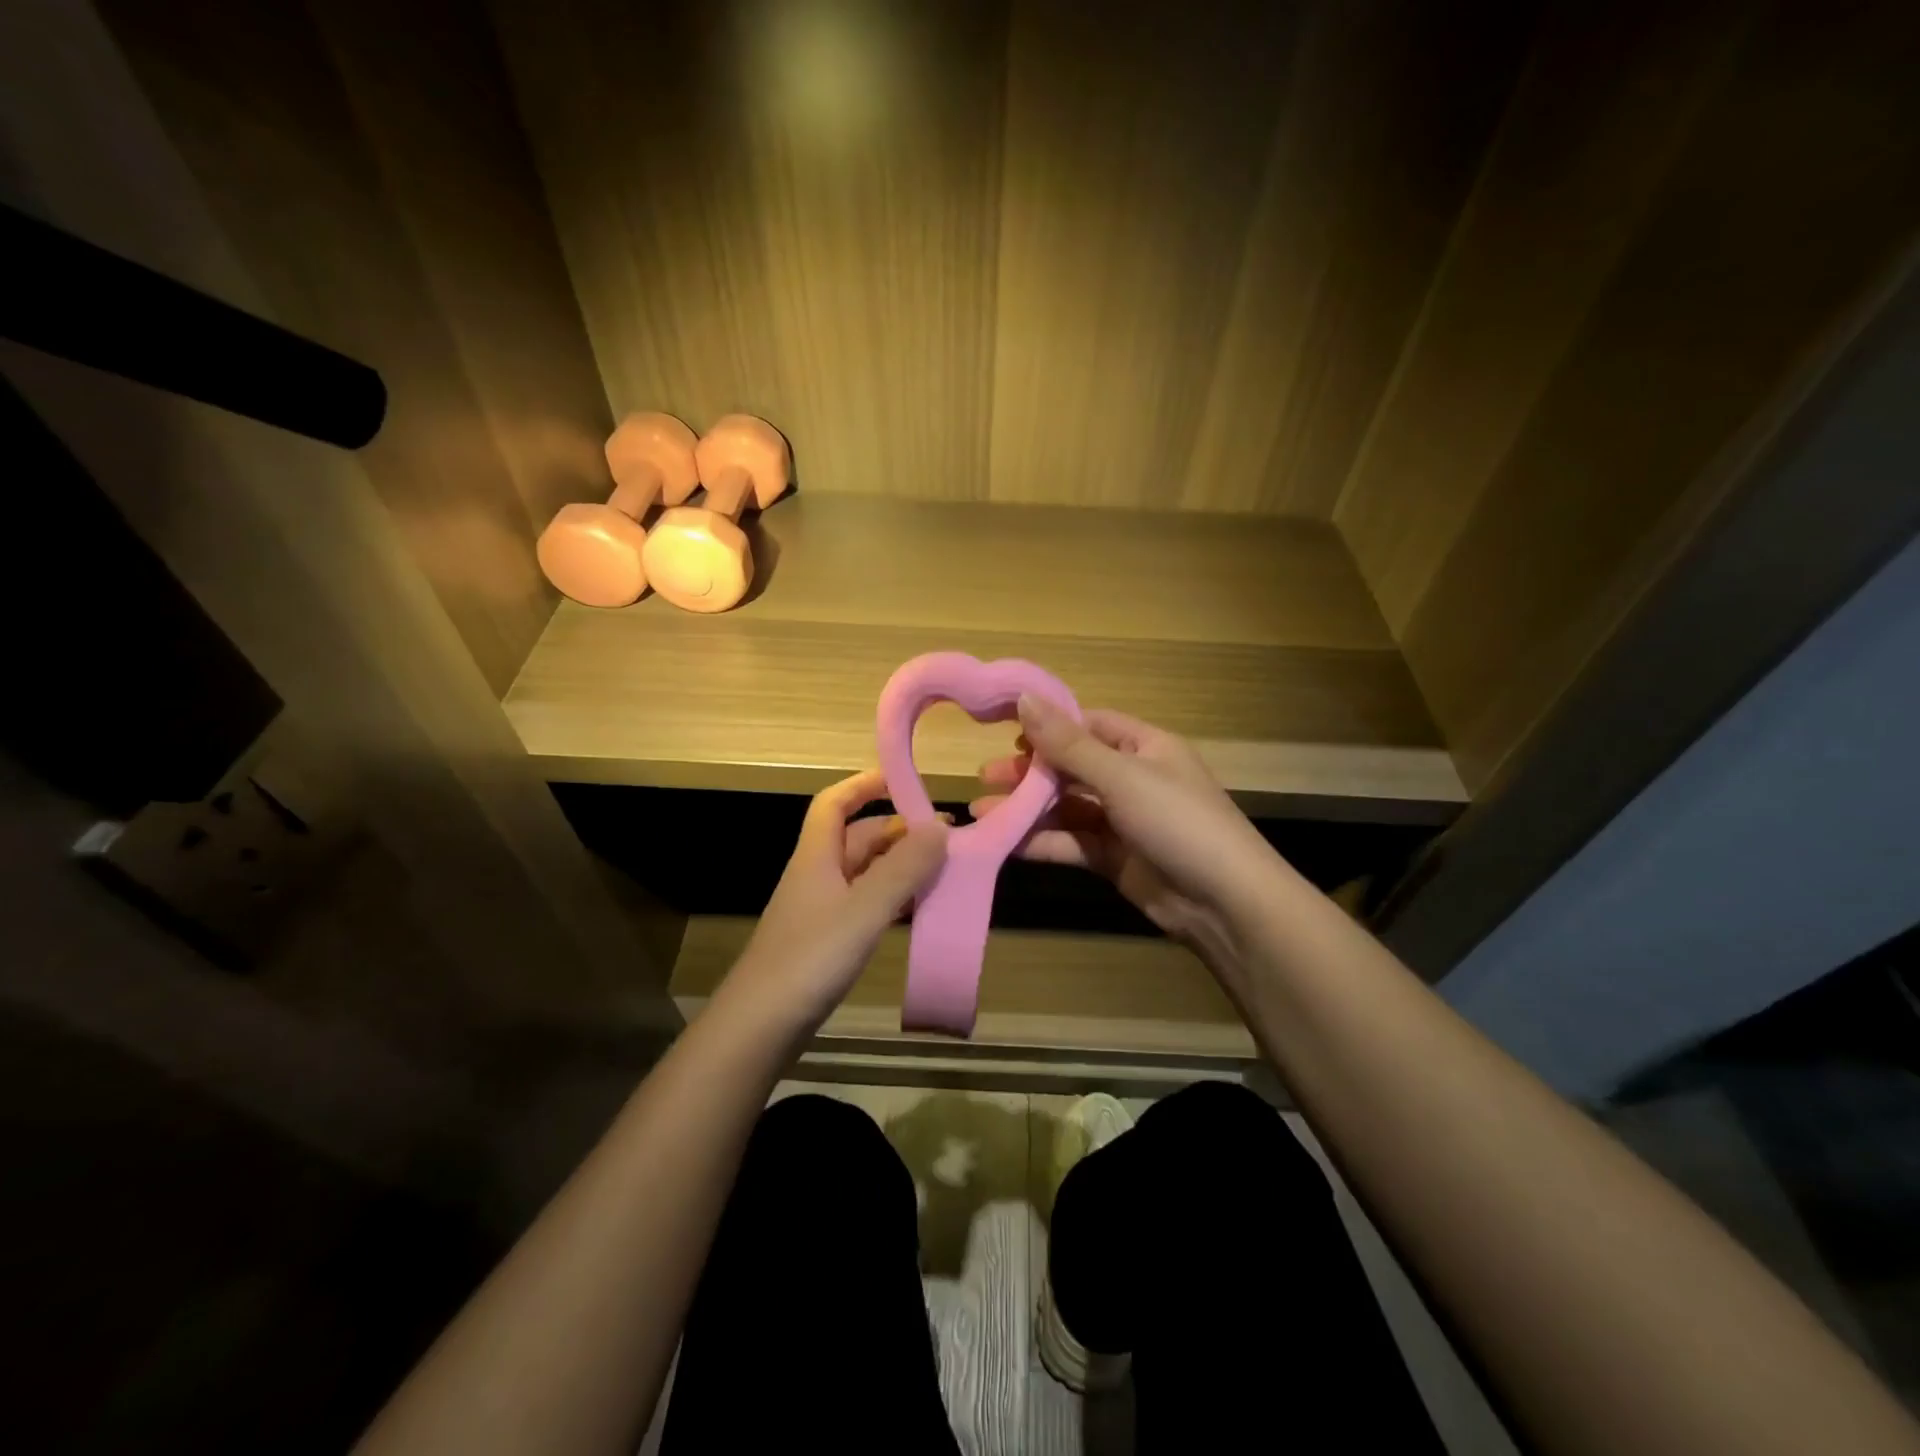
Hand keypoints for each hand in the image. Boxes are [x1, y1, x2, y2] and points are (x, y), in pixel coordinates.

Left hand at [726, 769, 948, 1029]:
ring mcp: (821, 910)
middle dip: (899, 831)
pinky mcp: (827, 941)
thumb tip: (939, 827)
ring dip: (900, 867)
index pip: (834, 803)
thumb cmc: (810, 958)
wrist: (759, 1027)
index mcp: (817, 856)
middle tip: (946, 837)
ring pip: (865, 874)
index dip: (864, 784)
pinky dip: (893, 900)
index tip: (904, 779)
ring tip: (943, 870)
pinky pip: (866, 905)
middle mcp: (817, 876)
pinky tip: (918, 910)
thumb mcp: (864, 909)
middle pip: (858, 838)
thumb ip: (903, 869)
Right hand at [971, 699, 1279, 969]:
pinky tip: (1008, 843)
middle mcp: (1133, 778)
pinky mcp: (1114, 858)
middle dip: (1030, 771)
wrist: (1224, 903)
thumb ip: (1069, 744)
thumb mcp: (1122, 776)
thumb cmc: (1177, 821)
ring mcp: (1123, 821)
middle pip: (1072, 767)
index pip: (1089, 724)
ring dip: (1028, 809)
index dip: (1049, 726)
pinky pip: (1072, 842)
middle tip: (986, 777)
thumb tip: (1024, 698)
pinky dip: (1042, 841)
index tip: (1006, 732)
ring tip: (983, 812)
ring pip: (1067, 807)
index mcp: (1144, 746)